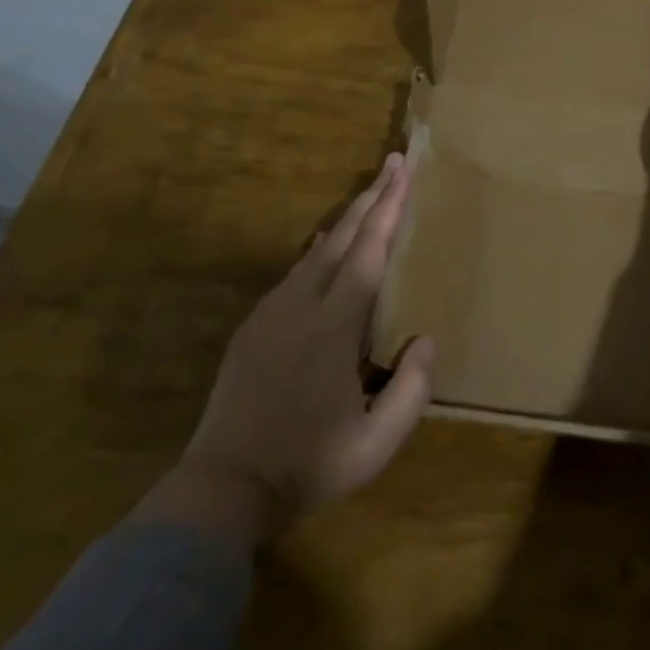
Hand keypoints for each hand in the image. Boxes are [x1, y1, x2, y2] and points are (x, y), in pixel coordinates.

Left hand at [142, 154, 433, 545]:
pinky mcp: (254, 327)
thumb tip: (426, 339)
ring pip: (317, 252)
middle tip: (394, 162)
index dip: (389, 208)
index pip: (368, 253)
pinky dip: (320, 251)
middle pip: (342, 238)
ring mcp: (272, 313)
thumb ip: (412, 390)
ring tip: (370, 198)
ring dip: (347, 222)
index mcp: (333, 327)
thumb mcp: (376, 443)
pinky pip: (295, 273)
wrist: (223, 488)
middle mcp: (301, 306)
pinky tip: (325, 247)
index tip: (403, 170)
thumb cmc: (308, 465)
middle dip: (372, 197)